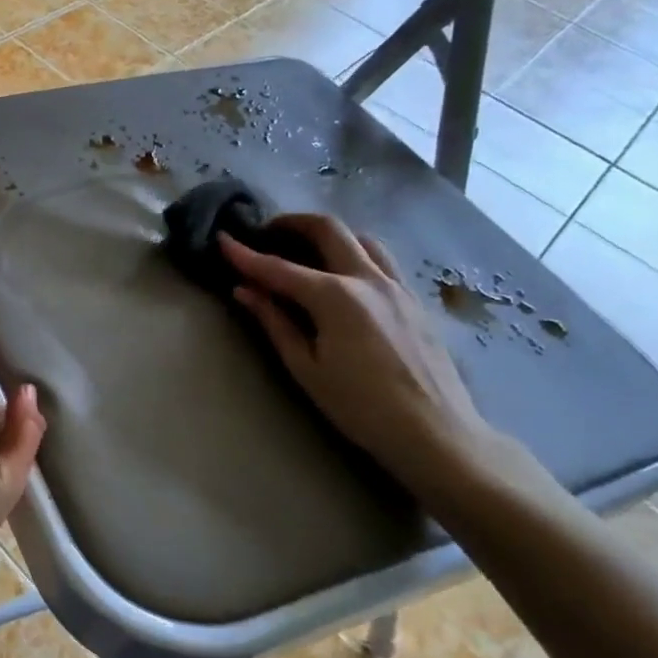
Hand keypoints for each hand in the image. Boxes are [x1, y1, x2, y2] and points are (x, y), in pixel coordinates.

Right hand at [219, 216, 503, 502]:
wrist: (436, 434)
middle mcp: (368, 279)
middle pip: (328, 229)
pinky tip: (343, 276)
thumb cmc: (361, 407)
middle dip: (292, 223)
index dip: (245, 254)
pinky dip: (355, 253)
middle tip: (266, 233)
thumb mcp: (306, 368)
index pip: (278, 268)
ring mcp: (397, 286)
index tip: (221, 239)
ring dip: (329, 235)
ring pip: (361, 238)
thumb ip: (274, 323)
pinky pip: (382, 260)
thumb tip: (244, 291)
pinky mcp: (414, 300)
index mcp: (335, 297)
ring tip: (306, 250)